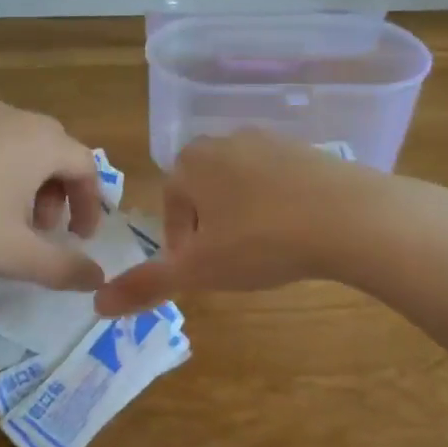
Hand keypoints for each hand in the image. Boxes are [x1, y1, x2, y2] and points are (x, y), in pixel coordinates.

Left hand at [0, 101, 106, 288]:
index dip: (91, 204)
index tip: (80, 240)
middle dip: (58, 192)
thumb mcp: (13, 254)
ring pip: (17, 145)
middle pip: (53, 150)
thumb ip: (62, 268)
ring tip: (5, 221)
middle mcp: (10, 117)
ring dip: (27, 183)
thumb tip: (98, 277)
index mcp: (39, 141)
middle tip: (44, 230)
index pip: (85, 165)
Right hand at [94, 130, 378, 314]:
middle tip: (231, 263)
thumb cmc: (260, 241)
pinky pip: (279, 182)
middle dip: (210, 227)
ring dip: (243, 217)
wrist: (349, 217)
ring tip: (264, 252)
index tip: (200, 271)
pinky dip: (278, 206)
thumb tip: (97, 305)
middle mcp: (226, 141)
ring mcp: (270, 141)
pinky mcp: (309, 150)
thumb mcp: (198, 270)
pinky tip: (297, 234)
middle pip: (205, 192)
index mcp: (191, 162)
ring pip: (241, 186)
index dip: (181, 244)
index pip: (171, 205)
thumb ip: (146, 284)